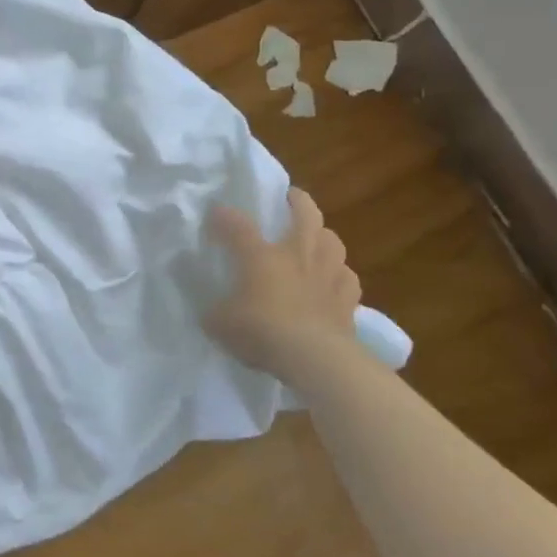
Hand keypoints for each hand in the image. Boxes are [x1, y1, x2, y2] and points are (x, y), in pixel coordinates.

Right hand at [205, 188, 360, 380]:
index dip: (224, 216)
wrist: (315, 359)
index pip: (238, 224)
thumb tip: (208, 307)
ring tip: (316, 239)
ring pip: (332, 240)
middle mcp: (297, 255)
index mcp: (261, 256)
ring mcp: (327, 275)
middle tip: (291, 197)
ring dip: (323, 235)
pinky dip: (340, 275)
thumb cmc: (262, 332)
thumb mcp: (220, 323)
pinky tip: (334, 281)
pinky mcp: (348, 300)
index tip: (215, 212)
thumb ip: (213, 310)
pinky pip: (347, 278)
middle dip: (297, 201)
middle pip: (305, 214)